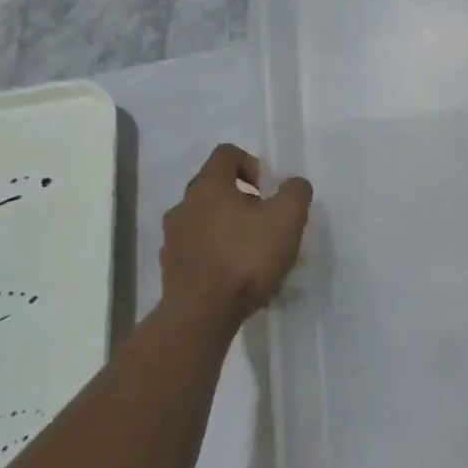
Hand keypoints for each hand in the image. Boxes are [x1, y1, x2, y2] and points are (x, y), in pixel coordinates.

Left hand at [160, 144, 312, 322]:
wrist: (202, 313)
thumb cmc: (246, 257)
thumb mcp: (287, 218)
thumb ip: (295, 192)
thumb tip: (293, 184)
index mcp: (208, 186)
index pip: (226, 154)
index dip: (252, 163)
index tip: (268, 190)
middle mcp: (183, 206)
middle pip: (214, 188)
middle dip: (242, 199)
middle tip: (265, 222)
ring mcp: (173, 238)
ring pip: (205, 220)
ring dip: (229, 228)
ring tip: (253, 253)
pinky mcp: (171, 268)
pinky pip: (199, 249)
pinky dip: (218, 254)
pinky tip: (237, 277)